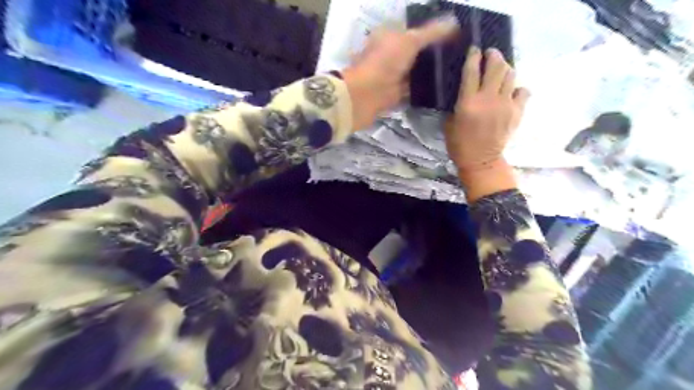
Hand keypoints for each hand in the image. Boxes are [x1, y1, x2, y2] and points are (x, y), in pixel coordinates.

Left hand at [342, 17, 458, 131]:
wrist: (364, 97)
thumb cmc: (383, 63)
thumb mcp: (410, 41)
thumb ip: (432, 33)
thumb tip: (455, 22)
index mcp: (389, 35)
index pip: (414, 30)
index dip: (432, 31)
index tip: (454, 35)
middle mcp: (389, 54)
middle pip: (415, 52)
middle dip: (433, 53)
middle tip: (458, 55)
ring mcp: (391, 75)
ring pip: (414, 71)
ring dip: (429, 73)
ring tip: (454, 72)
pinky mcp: (394, 94)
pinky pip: (412, 89)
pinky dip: (423, 89)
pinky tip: (440, 89)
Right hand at [445, 45, 532, 200]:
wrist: (481, 161)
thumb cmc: (460, 144)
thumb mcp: (449, 122)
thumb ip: (457, 103)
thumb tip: (464, 90)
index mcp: (468, 102)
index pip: (472, 70)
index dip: (473, 56)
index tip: (474, 49)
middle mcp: (488, 99)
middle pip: (496, 66)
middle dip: (494, 55)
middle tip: (490, 54)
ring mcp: (505, 105)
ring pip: (511, 75)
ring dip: (505, 68)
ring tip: (500, 70)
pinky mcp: (517, 112)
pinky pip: (523, 91)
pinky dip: (517, 88)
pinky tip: (511, 92)